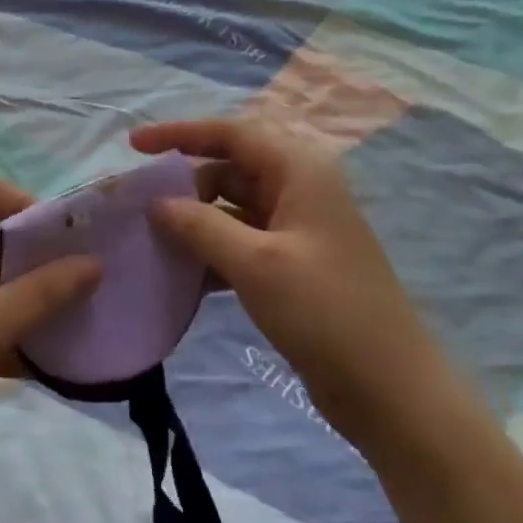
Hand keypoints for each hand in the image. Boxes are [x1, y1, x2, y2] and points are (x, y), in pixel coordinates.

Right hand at [131, 118, 444, 435]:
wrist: (389, 389)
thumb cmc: (325, 312)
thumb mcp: (255, 264)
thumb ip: (199, 226)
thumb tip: (157, 203)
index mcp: (299, 170)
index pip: (231, 133)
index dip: (180, 133)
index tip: (133, 145)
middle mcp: (299, 188)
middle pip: (229, 167)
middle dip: (184, 182)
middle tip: (140, 204)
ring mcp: (297, 227)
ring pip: (232, 206)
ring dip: (194, 220)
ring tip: (150, 238)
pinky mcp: (292, 263)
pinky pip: (241, 241)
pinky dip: (211, 250)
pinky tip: (181, 275)